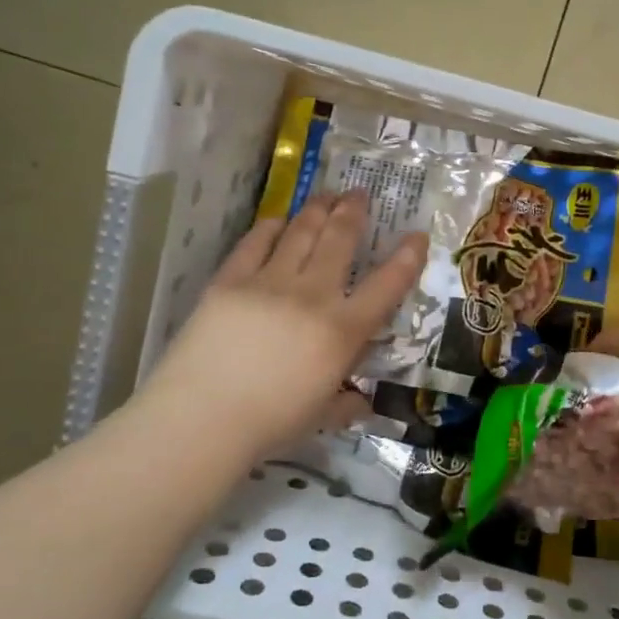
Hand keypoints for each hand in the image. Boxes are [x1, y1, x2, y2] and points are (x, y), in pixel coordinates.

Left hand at [135, 191, 426, 459]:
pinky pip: (256, 243)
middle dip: (354, 212)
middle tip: (360, 194)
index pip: (387, 285)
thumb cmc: (269, 424)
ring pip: (301, 233)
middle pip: (340, 241)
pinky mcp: (230, 280)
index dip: (407, 257)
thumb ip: (346, 403)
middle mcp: (313, 296)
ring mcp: (270, 282)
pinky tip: (278, 220)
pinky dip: (270, 227)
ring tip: (328, 194)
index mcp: (343, 331)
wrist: (201, 419)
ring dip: (318, 209)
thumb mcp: (322, 416)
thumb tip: (361, 402)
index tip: (417, 235)